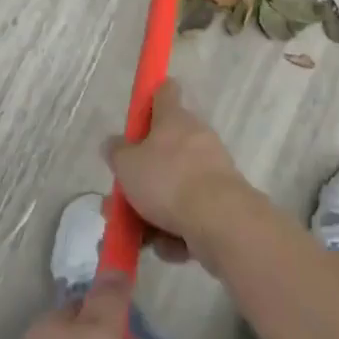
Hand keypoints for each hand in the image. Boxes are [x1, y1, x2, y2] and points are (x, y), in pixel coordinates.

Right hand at [106, 80, 252, 261]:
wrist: (221, 222)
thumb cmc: (168, 181)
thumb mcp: (126, 165)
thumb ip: (116, 152)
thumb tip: (114, 144)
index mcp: (174, 118)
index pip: (164, 91)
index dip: (151, 97)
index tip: (138, 114)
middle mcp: (196, 138)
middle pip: (165, 149)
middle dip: (143, 175)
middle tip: (122, 197)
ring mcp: (213, 170)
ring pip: (176, 187)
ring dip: (156, 210)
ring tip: (139, 235)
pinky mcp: (224, 203)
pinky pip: (191, 213)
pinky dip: (178, 230)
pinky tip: (167, 247)